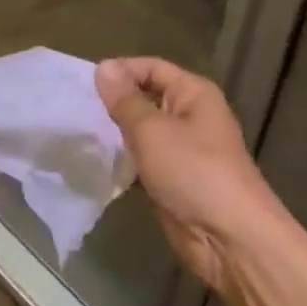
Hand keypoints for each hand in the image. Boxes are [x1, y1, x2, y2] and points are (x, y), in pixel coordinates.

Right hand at [95, 57, 280, 286]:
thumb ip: (124, 100)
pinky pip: (142, 159)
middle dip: (114, 102)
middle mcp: (189, 115)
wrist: (230, 239)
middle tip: (76, 109)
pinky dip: (123, 159)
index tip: (84, 85)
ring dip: (115, 133)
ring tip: (80, 133)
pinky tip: (96, 161)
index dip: (120, 71)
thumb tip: (104, 67)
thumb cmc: (193, 172)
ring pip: (141, 131)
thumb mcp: (151, 130)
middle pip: (145, 97)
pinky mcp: (172, 178)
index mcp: (193, 94)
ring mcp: (182, 149)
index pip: (151, 67)